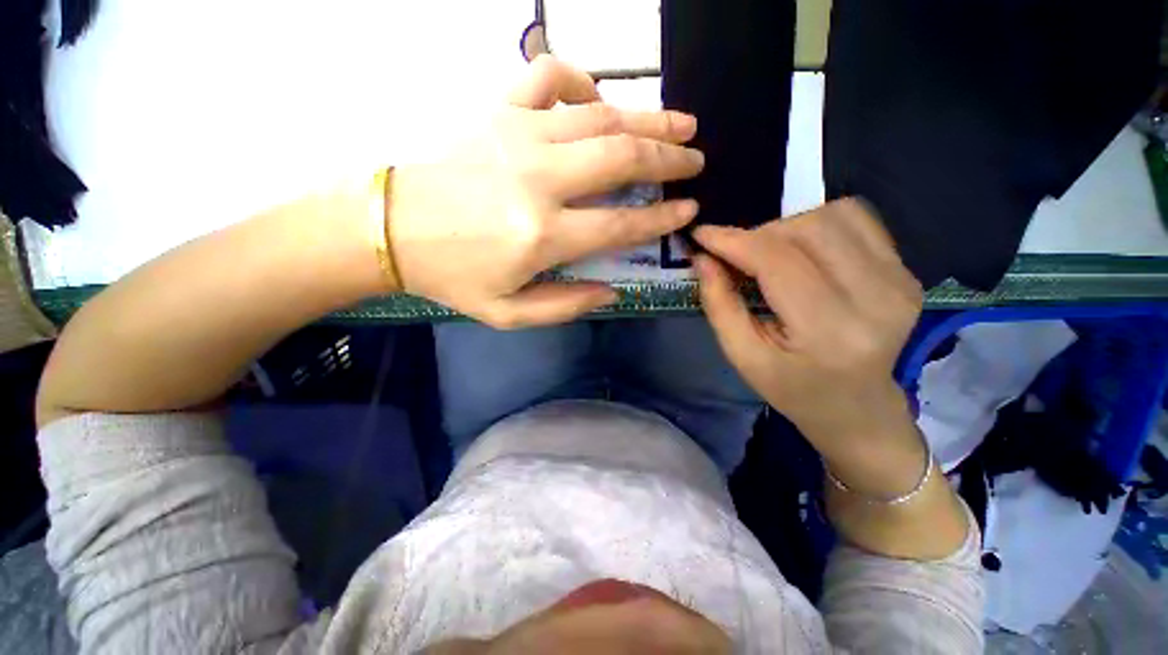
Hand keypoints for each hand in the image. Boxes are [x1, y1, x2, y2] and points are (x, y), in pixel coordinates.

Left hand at [387, 56, 703, 328]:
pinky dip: (583, 82)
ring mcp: (518, 135)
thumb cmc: (451, 276)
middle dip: (669, 159)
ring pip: (601, 116)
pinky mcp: (497, 109)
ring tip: (682, 124)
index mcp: (542, 235)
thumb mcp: (508, 312)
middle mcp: (539, 179)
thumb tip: (611, 290)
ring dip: (648, 119)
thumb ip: (564, 305)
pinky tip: (597, 99)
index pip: (621, 223)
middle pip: (622, 159)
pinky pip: (550, 77)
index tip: (689, 209)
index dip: (661, 217)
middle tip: (695, 160)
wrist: (388, 228)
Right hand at [694, 199, 924, 487]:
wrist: (858, 408)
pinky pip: (858, 219)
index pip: (777, 261)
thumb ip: (719, 305)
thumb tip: (702, 258)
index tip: (701, 234)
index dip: (734, 240)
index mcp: (830, 331)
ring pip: (834, 214)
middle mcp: (877, 297)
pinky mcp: (906, 270)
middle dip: (758, 232)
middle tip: (734, 251)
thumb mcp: (743, 356)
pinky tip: (800, 247)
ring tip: (766, 251)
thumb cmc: (792, 389)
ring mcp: (900, 280)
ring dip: (788, 224)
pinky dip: (818, 222)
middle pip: (808, 228)